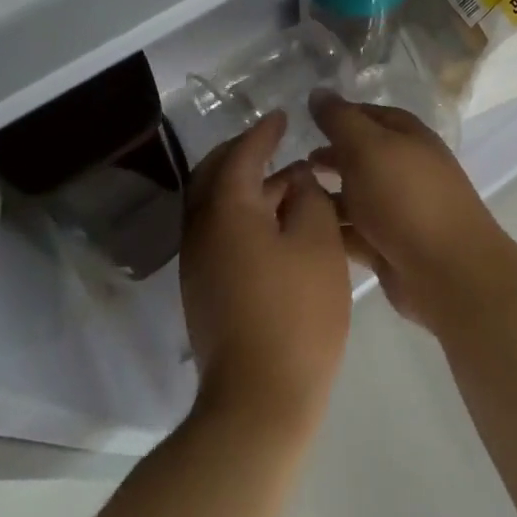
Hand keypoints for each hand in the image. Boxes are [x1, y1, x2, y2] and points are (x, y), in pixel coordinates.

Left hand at [180, 113, 351, 437]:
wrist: (259, 400)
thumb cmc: (296, 313)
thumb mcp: (318, 243)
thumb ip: (309, 198)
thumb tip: (297, 181)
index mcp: (226, 209)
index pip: (242, 154)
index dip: (264, 132)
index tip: (282, 115)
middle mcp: (201, 229)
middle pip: (215, 175)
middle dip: (243, 153)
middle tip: (274, 142)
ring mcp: (198, 263)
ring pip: (216, 206)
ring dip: (247, 187)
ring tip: (289, 183)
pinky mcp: (204, 290)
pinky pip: (220, 233)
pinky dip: (244, 215)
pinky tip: (278, 226)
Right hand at [307, 91, 512, 332]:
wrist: (446, 270)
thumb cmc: (405, 197)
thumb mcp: (367, 147)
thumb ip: (340, 120)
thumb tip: (318, 91)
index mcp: (407, 136)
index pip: (368, 114)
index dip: (338, 115)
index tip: (302, 120)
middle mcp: (404, 168)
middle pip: (360, 156)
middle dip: (328, 157)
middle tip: (292, 162)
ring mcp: (398, 209)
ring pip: (354, 195)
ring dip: (325, 195)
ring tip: (287, 197)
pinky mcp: (388, 246)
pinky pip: (353, 231)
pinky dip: (332, 228)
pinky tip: (300, 228)